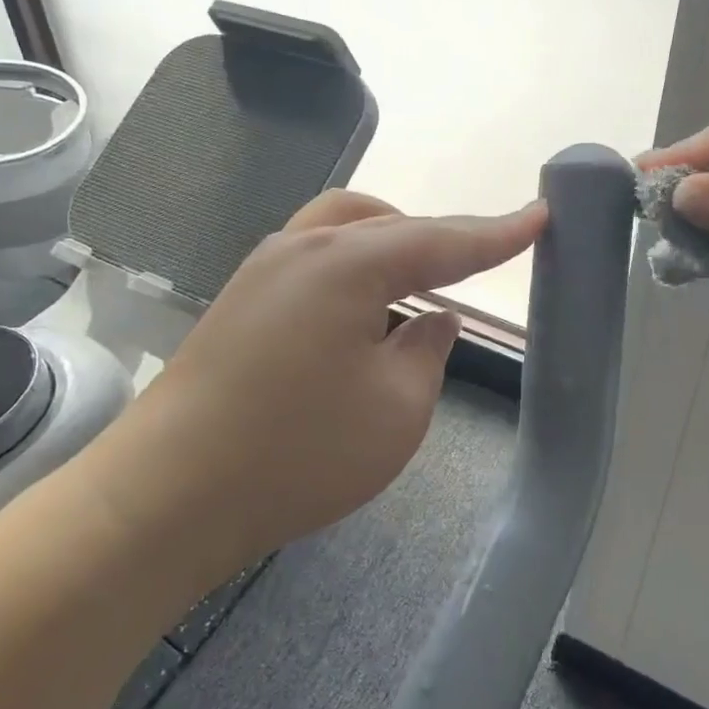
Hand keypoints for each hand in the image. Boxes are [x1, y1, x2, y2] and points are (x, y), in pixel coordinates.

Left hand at [89, 190, 545, 580]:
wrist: (167, 494)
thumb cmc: (297, 452)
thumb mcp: (396, 409)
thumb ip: (427, 351)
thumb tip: (431, 319)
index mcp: (347, 263)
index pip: (441, 241)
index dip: (497, 233)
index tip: (541, 214)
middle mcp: (302, 248)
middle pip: (388, 223)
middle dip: (439, 239)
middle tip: (479, 261)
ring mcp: (262, 270)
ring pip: (342, 229)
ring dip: (390, 244)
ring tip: (420, 281)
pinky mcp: (240, 301)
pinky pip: (314, 258)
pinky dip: (353, 266)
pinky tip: (362, 309)